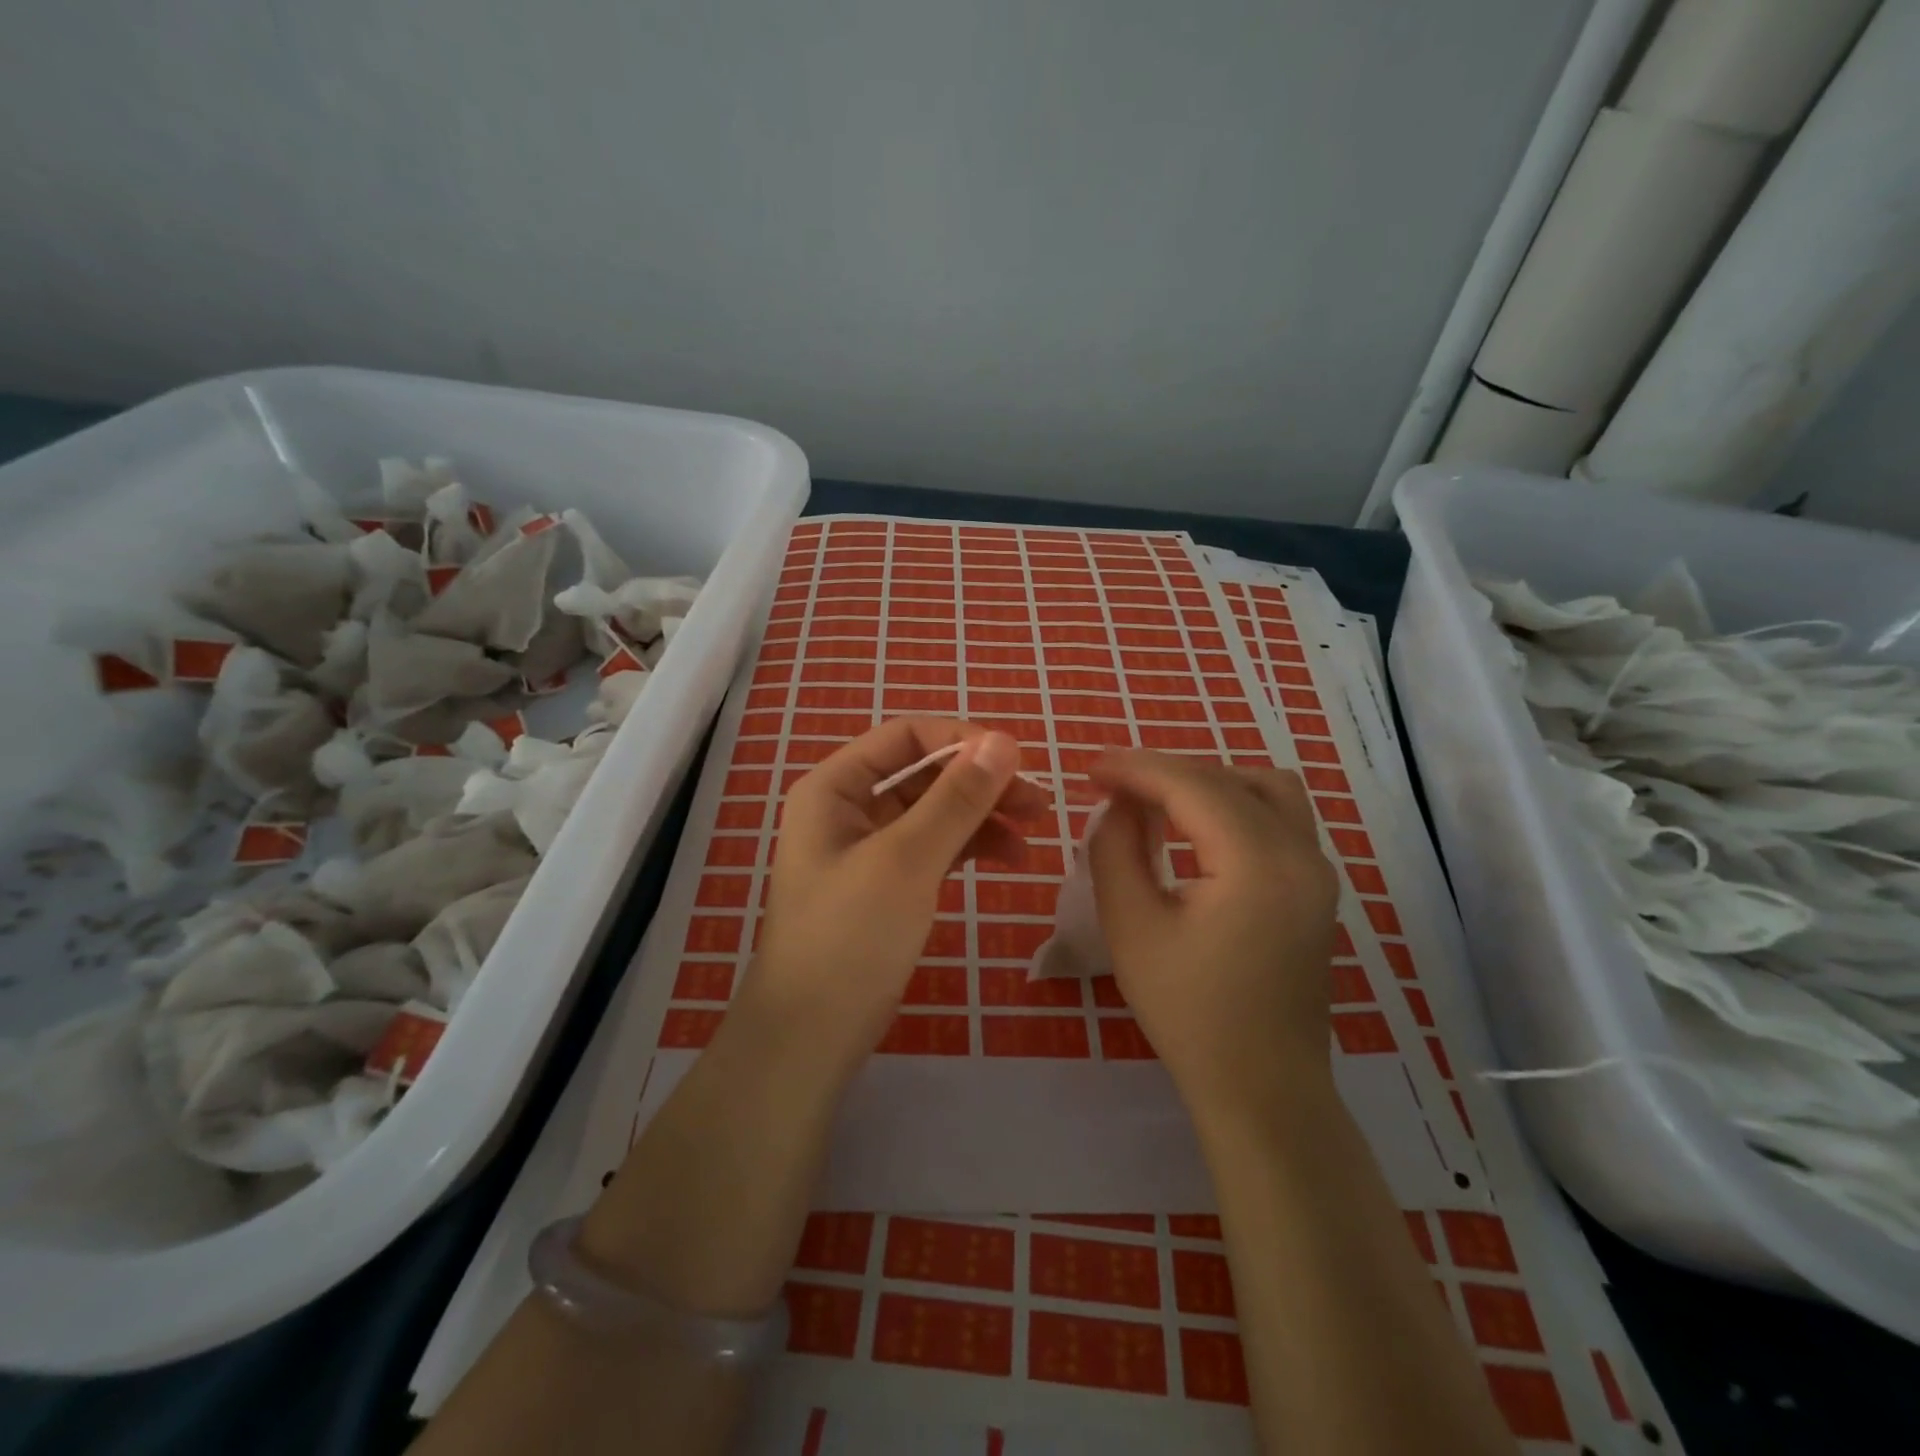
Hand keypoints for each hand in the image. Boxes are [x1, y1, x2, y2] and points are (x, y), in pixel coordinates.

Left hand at [749, 718, 1048, 1061]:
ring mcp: (869, 847)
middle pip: (925, 774)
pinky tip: (1009, 858)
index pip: (905, 737)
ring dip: (983, 815)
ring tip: (1033, 833)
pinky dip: (971, 846)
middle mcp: (849, 807)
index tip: (1017, 760)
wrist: (812, 1033)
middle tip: (1038, 803)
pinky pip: (935, 846)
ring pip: (935, 811)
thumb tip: (1003, 741)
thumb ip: (956, 798)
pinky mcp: (888, 882)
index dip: (962, 741)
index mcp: (835, 787)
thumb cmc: (850, 935)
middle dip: (980, 783)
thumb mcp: (907, 859)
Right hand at [1087, 752, 1339, 1116]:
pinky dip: (1233, 805)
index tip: (1090, 768)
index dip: (1136, 768)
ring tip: (1158, 803)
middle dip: (1167, 773)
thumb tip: (1119, 805)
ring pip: (1265, 788)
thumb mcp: (1131, 926)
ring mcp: (1318, 870)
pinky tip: (1196, 830)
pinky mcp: (1317, 888)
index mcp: (1257, 863)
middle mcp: (1301, 853)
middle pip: (1229, 778)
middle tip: (1114, 788)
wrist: (1262, 1088)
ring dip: (1208, 783)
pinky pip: (1278, 817)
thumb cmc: (1189, 1013)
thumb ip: (1116, 849)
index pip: (1192, 785)